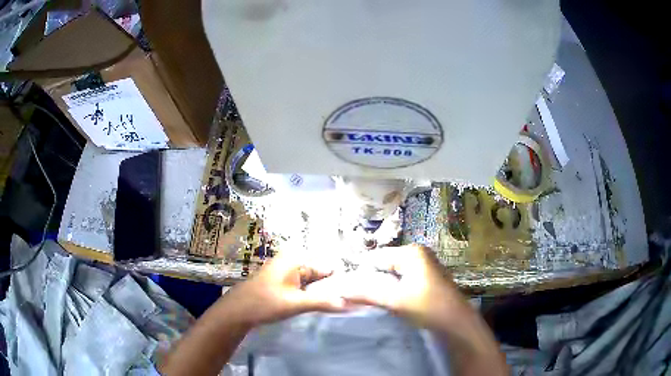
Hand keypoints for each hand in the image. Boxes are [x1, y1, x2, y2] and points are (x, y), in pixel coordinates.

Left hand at [222, 250, 349, 327]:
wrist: (237, 311)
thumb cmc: (264, 302)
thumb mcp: (295, 303)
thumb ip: (323, 302)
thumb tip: (349, 303)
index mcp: (295, 258)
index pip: (327, 267)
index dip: (341, 281)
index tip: (356, 295)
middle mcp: (293, 261)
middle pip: (321, 274)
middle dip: (334, 288)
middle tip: (352, 303)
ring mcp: (288, 273)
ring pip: (314, 283)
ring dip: (324, 294)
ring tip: (342, 306)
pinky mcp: (285, 284)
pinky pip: (306, 288)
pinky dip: (314, 296)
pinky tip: (324, 307)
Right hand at [335, 245, 471, 328]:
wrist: (457, 325)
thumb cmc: (429, 308)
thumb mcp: (396, 300)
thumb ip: (367, 292)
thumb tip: (339, 289)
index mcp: (412, 252)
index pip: (376, 256)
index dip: (359, 272)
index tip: (345, 288)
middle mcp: (418, 255)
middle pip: (384, 265)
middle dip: (370, 281)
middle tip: (355, 298)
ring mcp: (424, 268)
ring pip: (392, 276)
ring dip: (380, 288)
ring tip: (368, 302)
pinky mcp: (426, 282)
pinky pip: (402, 283)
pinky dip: (392, 292)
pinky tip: (386, 304)